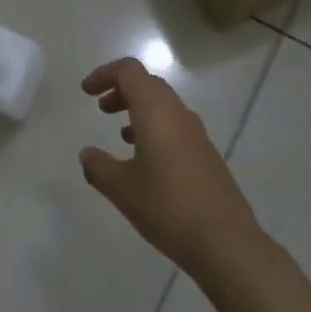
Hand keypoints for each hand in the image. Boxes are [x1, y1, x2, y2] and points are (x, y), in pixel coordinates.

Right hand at [78, 58, 263, 277]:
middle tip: (101, 108)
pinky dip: (155, 128)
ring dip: (139, 109)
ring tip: (119, 133)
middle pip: (148, 84)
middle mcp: (178, 113)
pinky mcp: (206, 153)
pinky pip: (175, 125)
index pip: (129, 71)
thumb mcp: (122, 189)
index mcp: (156, 111)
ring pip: (163, 105)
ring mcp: (196, 133)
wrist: (224, 240)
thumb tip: (87, 154)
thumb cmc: (166, 207)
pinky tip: (145, 159)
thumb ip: (99, 167)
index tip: (86, 92)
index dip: (105, 74)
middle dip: (122, 90)